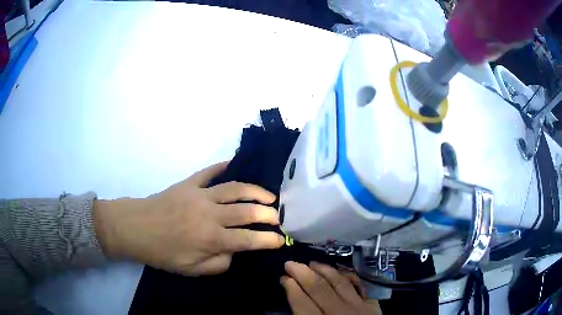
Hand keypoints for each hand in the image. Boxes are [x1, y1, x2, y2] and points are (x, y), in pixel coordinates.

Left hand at [93, 161, 284, 274]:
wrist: (135, 228)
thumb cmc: (163, 252)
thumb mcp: (191, 270)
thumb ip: (218, 264)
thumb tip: (235, 252)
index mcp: (211, 238)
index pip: (249, 239)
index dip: (269, 239)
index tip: (280, 239)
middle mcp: (211, 214)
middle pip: (248, 211)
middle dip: (268, 214)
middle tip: (278, 216)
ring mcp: (200, 195)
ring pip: (235, 188)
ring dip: (255, 191)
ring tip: (268, 195)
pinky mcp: (188, 183)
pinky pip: (209, 172)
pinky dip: (222, 166)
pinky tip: (233, 163)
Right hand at [281, 261, 381, 314]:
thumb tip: (293, 306)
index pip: (302, 303)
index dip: (291, 288)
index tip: (284, 278)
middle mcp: (339, 313)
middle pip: (318, 288)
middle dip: (302, 273)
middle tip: (291, 264)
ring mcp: (358, 307)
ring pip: (339, 282)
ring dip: (324, 270)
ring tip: (312, 263)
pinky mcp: (372, 305)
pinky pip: (360, 285)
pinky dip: (349, 276)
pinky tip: (340, 271)